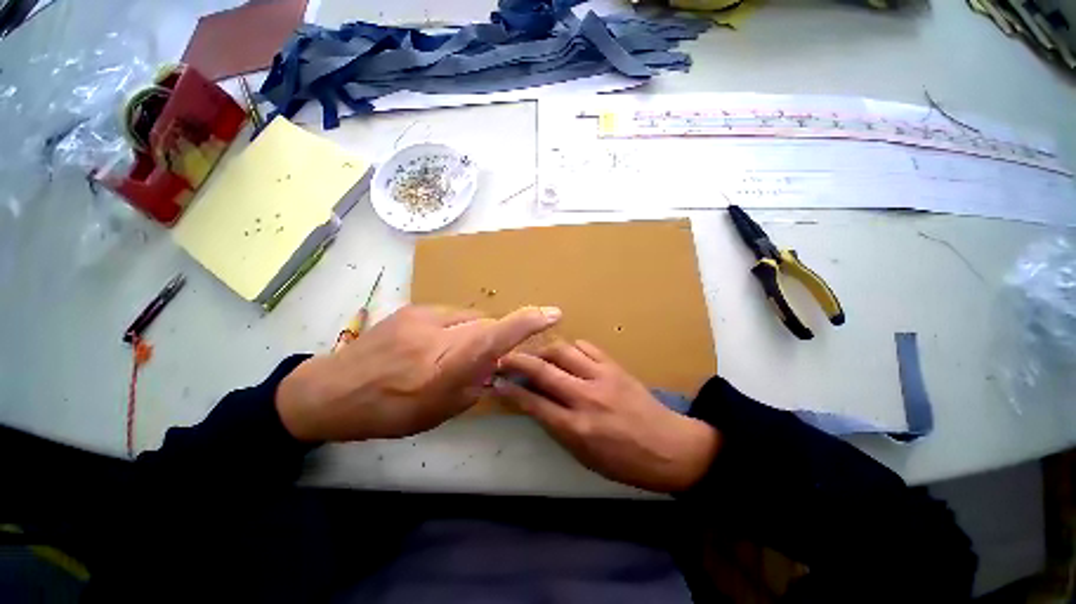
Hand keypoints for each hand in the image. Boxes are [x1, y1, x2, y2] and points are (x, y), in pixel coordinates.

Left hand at [276, 305, 560, 441]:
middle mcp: (435, 336)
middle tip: (482, 360)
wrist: (332, 390)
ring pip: (471, 318)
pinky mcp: (414, 308)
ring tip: (451, 353)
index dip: (525, 325)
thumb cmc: (388, 413)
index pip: (492, 338)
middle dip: (494, 339)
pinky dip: (455, 328)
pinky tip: (434, 344)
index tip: (551, 313)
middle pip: (486, 326)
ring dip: (473, 334)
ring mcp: (422, 317)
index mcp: (442, 369)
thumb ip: (474, 384)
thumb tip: (494, 365)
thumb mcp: (438, 411)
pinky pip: (452, 315)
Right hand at [494, 340, 719, 492]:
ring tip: (536, 354)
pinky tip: (567, 354)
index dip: (511, 390)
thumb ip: (558, 428)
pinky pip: (587, 347)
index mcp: (576, 428)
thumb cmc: (624, 462)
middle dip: (517, 361)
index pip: (533, 403)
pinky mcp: (615, 366)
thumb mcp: (584, 456)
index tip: (496, 381)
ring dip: (543, 350)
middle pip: (543, 371)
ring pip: (563, 351)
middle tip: (503, 356)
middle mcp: (585, 397)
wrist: (670, 448)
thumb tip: (536, 405)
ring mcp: (602, 377)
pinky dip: (571, 347)